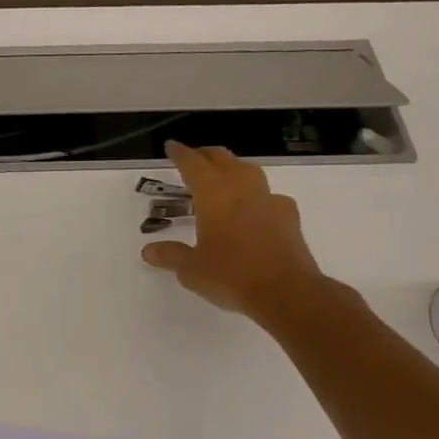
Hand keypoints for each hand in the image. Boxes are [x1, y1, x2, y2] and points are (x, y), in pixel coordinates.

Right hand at [141, 141, 325, 323]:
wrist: (287, 292)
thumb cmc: (231, 275)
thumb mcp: (191, 269)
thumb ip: (171, 256)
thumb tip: (149, 251)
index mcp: (214, 195)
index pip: (193, 164)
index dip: (180, 154)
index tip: (171, 146)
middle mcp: (242, 189)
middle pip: (223, 159)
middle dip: (206, 155)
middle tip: (194, 158)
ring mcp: (269, 201)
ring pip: (249, 171)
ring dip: (233, 169)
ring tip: (224, 178)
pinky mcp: (289, 218)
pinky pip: (269, 196)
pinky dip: (257, 196)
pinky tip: (254, 209)